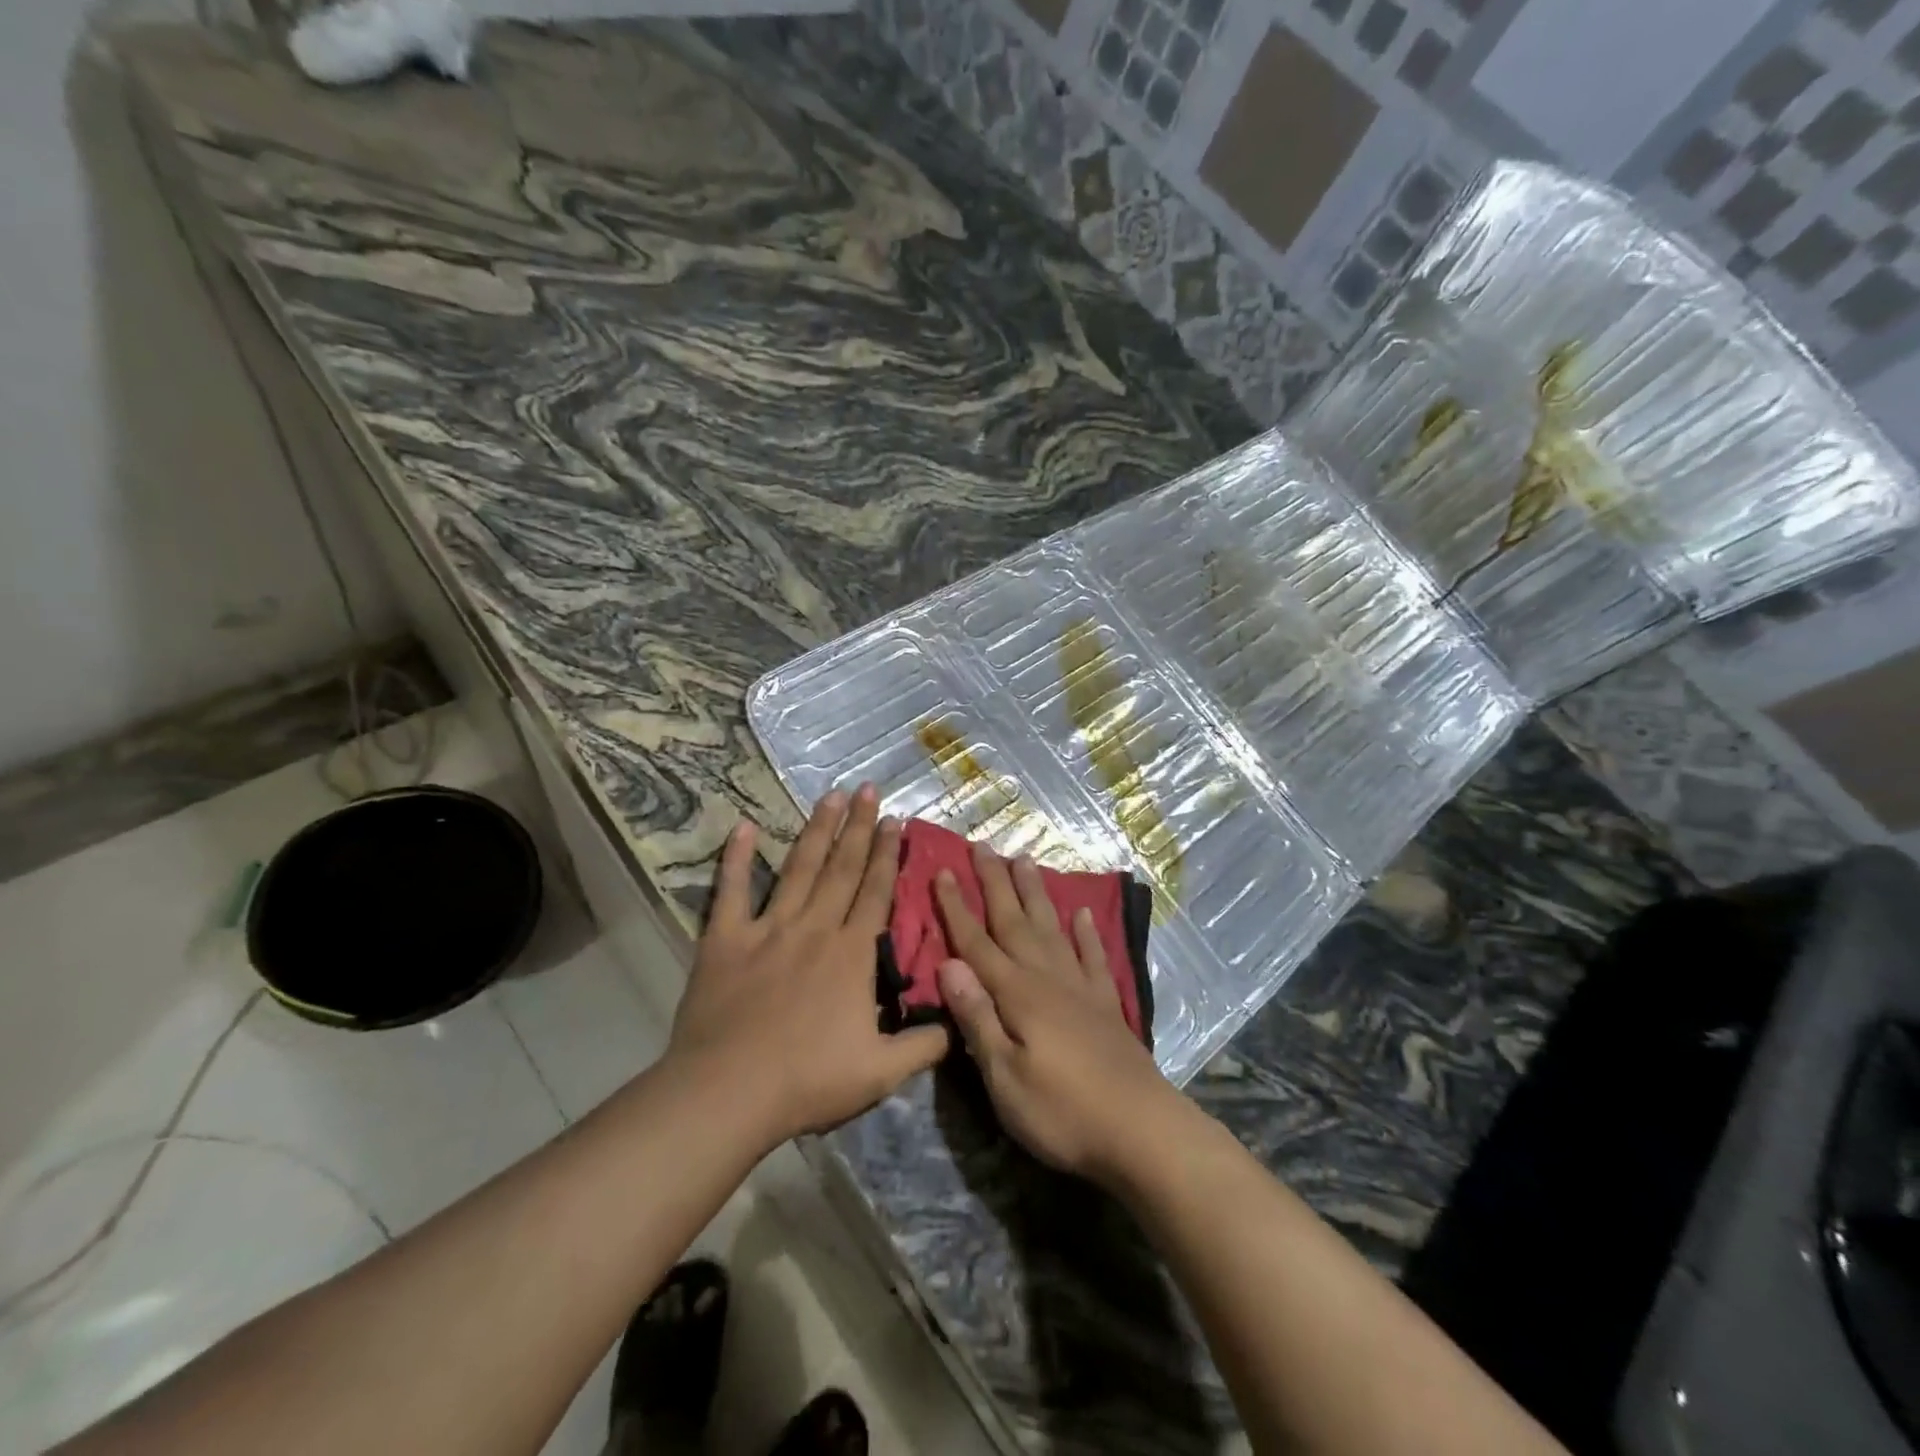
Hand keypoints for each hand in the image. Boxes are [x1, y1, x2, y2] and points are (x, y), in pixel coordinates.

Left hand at [669, 785, 948, 1147]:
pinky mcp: (725, 940)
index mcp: (852, 953)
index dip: (887, 853)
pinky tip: (742, 826)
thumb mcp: (882, 1072)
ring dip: (816, 830)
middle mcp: (815, 927)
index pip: (876, 891)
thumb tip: (960, 1023)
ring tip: (830, 796)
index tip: (895, 819)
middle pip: (842, 867)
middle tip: (867, 789)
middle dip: (858, 826)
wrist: (729, 1093)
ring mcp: (768, 928)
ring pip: (798, 868)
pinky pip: (731, 890)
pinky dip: (736, 858)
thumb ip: (925, 1045)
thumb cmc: (808, 1081)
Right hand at [934, 846, 1180, 1186]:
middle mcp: (1048, 978)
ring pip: (1051, 928)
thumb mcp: (1005, 1077)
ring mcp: (1081, 988)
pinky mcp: (1107, 1004)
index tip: (943, 871)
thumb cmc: (1062, 1112)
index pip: (977, 943)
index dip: (957, 908)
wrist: (1141, 1130)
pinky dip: (1086, 933)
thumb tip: (949, 964)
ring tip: (1026, 860)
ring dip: (1036, 894)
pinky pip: (1094, 956)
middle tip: (983, 846)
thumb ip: (977, 1018)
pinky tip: (1083, 913)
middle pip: (1015, 922)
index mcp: (1018, 994)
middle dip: (996, 883)